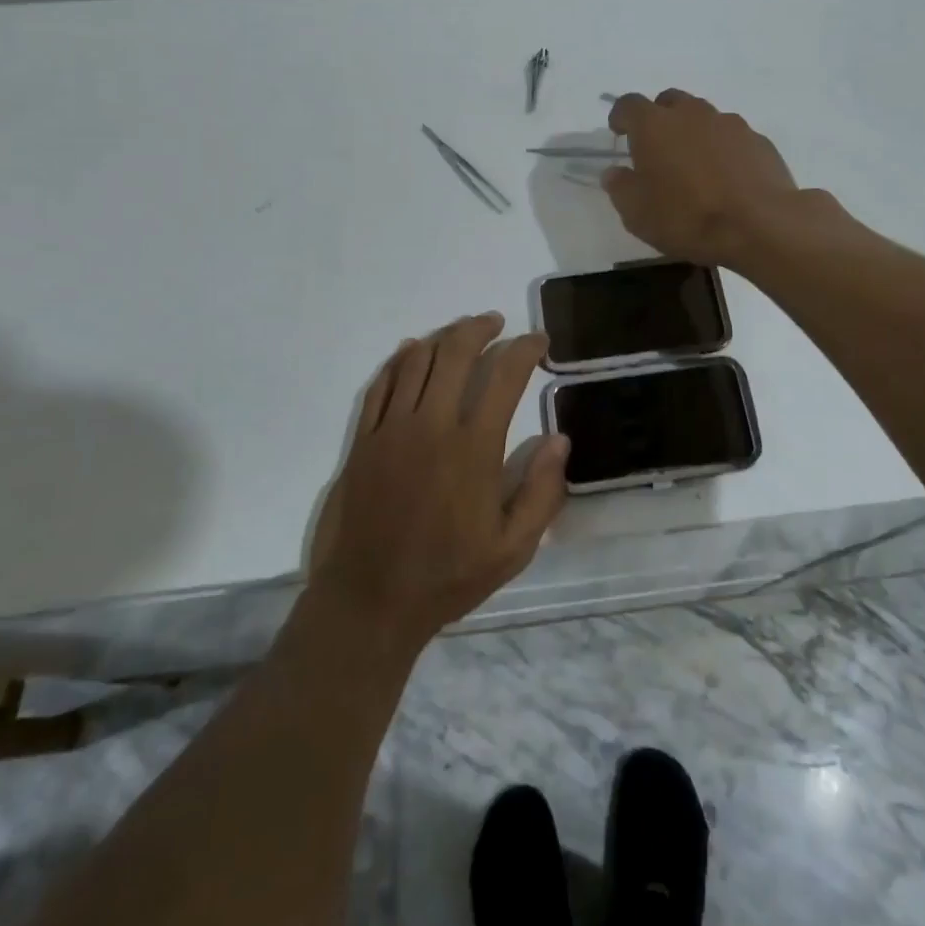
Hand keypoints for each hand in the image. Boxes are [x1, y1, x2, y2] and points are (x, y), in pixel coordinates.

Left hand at [309, 313, 567, 652]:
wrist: (369, 601)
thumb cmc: (448, 576)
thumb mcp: (513, 549)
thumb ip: (543, 492)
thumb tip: (559, 439)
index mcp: (473, 448)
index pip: (504, 376)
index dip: (525, 349)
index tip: (539, 341)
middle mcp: (432, 425)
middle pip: (456, 352)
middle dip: (481, 328)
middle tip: (497, 324)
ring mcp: (392, 428)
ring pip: (417, 360)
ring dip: (444, 337)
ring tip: (462, 332)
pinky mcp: (364, 439)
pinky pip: (382, 383)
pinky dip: (400, 359)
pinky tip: (413, 351)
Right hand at [602, 89, 807, 265]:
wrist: (760, 225)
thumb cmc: (687, 218)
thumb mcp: (637, 214)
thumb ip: (621, 187)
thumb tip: (615, 172)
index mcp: (654, 125)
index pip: (629, 104)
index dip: (621, 116)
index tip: (619, 132)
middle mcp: (691, 113)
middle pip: (669, 101)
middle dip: (659, 118)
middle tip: (657, 148)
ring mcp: (729, 123)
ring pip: (703, 117)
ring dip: (693, 132)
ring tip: (694, 165)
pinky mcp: (758, 140)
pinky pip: (731, 136)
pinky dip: (722, 149)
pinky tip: (726, 177)